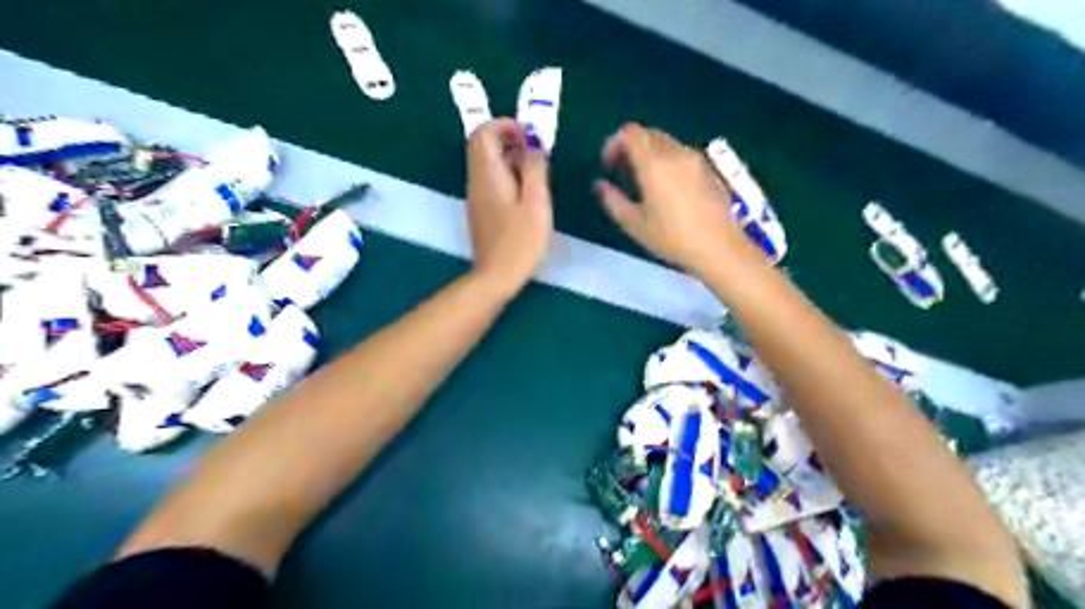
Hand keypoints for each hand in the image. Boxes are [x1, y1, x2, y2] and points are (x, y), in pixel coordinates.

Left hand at [463, 116, 552, 297]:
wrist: (497, 276)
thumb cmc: (520, 240)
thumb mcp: (535, 202)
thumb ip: (534, 168)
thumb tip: (533, 143)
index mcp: (487, 174)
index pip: (483, 132)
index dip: (505, 126)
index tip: (530, 138)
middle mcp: (476, 181)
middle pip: (484, 146)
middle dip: (511, 142)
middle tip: (538, 158)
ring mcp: (476, 197)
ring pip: (489, 165)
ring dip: (512, 161)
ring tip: (537, 179)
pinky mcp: (481, 211)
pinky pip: (492, 182)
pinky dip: (508, 177)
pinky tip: (527, 198)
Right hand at [593, 122, 755, 273]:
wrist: (719, 248)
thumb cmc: (672, 238)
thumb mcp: (634, 224)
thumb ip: (612, 200)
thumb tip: (599, 185)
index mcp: (654, 163)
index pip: (631, 133)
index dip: (614, 143)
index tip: (608, 165)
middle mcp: (676, 153)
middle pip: (648, 134)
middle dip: (631, 147)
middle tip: (622, 173)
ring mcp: (696, 159)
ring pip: (666, 143)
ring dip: (650, 154)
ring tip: (644, 183)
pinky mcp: (709, 170)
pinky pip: (681, 155)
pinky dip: (667, 161)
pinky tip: (667, 190)